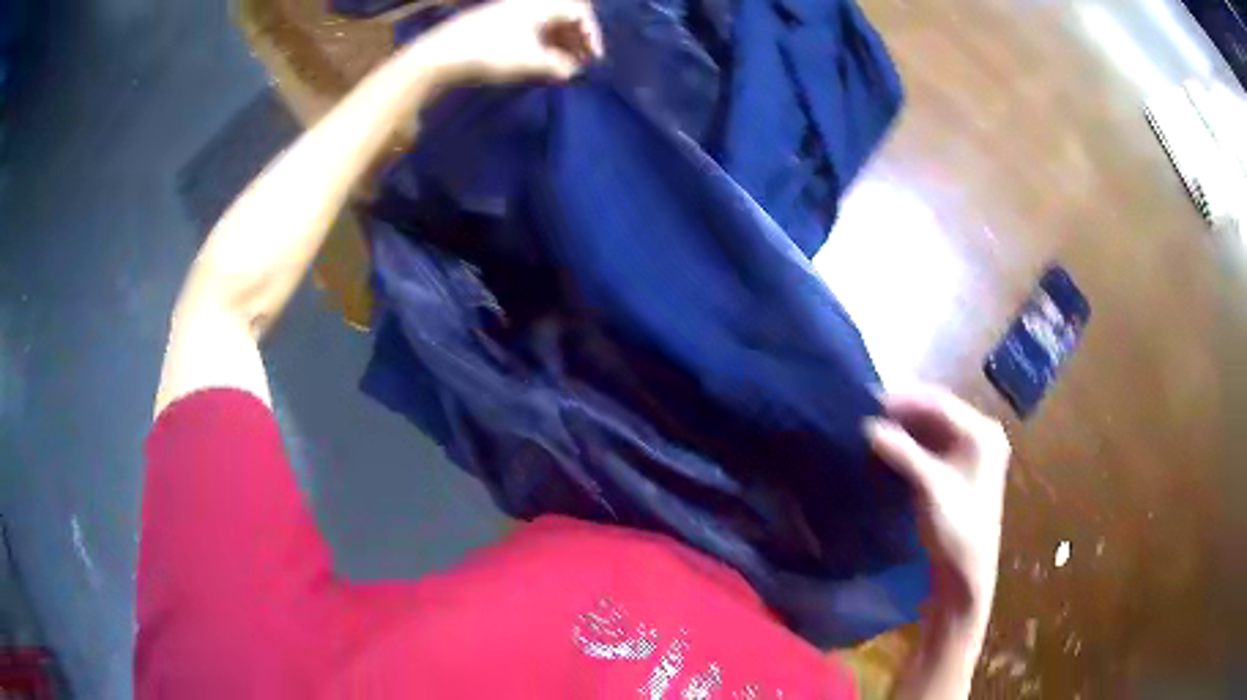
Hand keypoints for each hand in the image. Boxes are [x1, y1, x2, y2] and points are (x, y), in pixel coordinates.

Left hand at [417, 0, 604, 84]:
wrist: (441, 54)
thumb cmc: (491, 53)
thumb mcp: (531, 61)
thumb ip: (558, 66)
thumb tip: (574, 72)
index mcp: (542, 5)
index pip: (580, 12)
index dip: (592, 35)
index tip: (594, 59)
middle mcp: (528, 3)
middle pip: (565, 15)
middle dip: (578, 38)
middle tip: (583, 62)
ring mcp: (510, 12)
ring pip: (547, 23)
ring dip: (561, 42)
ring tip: (565, 66)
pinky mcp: (496, 23)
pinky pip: (531, 28)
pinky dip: (543, 43)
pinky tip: (542, 61)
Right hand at [865, 386, 1010, 619]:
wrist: (966, 573)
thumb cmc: (956, 528)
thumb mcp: (929, 487)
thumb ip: (902, 452)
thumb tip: (868, 426)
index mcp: (982, 432)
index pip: (940, 402)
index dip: (905, 399)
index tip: (870, 400)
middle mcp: (981, 434)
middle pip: (938, 412)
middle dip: (904, 412)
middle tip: (869, 413)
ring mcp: (973, 452)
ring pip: (934, 428)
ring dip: (906, 427)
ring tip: (875, 428)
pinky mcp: (962, 469)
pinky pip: (934, 445)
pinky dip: (912, 443)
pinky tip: (891, 447)